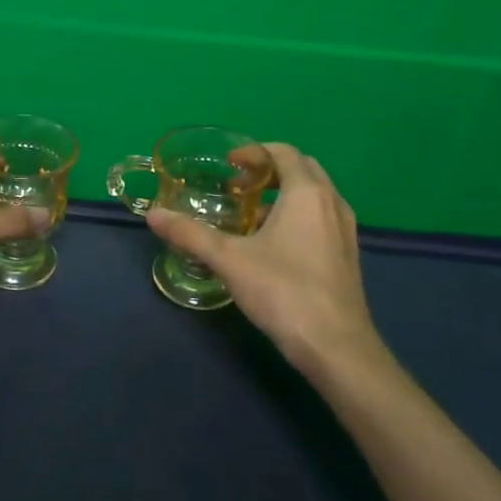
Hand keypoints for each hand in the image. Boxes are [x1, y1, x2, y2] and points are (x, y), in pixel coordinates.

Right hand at [146, 143, 388, 378]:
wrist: (337, 348)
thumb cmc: (284, 291)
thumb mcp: (229, 260)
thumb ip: (190, 234)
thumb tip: (152, 215)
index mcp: (307, 193)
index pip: (284, 152)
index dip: (254, 152)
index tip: (228, 166)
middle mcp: (332, 203)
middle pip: (301, 169)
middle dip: (268, 170)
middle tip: (237, 185)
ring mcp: (344, 230)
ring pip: (314, 196)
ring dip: (283, 194)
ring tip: (250, 216)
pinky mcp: (347, 256)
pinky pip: (321, 218)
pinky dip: (297, 216)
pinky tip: (273, 246)